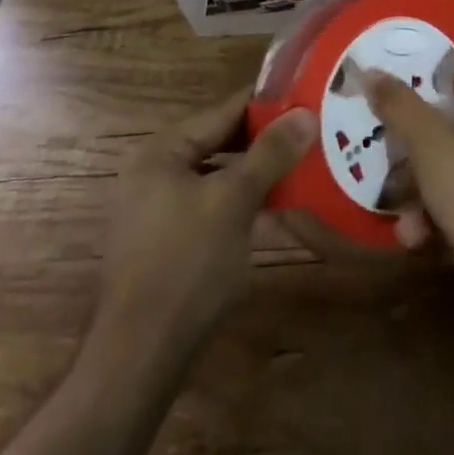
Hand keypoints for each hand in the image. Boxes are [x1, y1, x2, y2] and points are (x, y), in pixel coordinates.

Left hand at [96, 86, 315, 353]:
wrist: (140, 358)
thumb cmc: (186, 265)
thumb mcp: (234, 202)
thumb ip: (270, 154)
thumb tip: (305, 113)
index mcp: (162, 151)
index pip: (223, 111)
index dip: (267, 103)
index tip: (308, 97)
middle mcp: (155, 172)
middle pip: (220, 142)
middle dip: (266, 140)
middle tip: (313, 132)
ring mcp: (158, 209)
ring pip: (218, 177)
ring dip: (257, 173)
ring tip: (304, 166)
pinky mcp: (168, 243)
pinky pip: (212, 206)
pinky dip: (242, 203)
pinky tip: (277, 210)